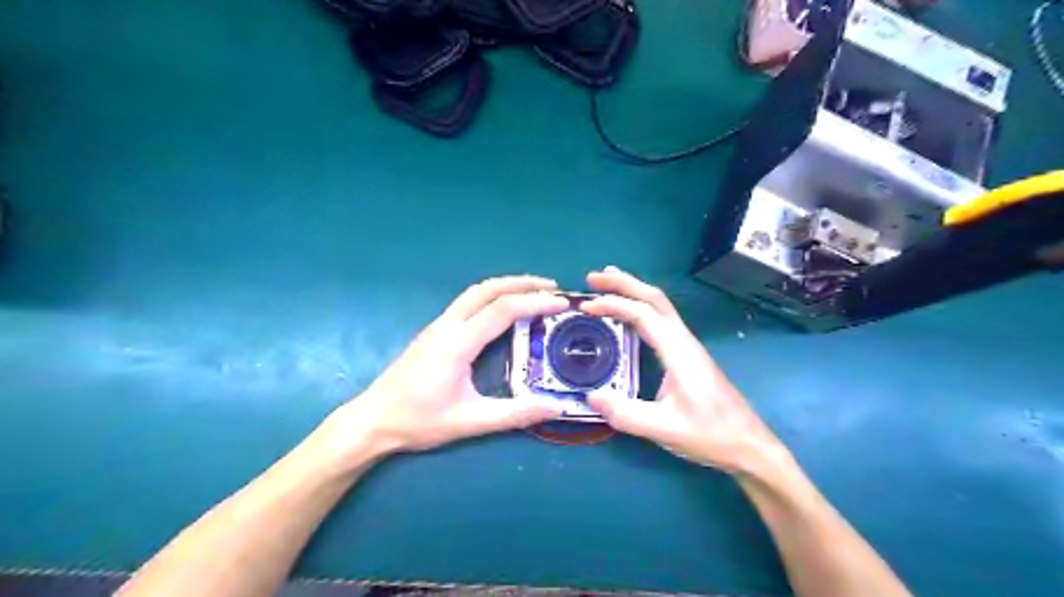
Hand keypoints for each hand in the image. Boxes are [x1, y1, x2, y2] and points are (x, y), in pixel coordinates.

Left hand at [324, 275, 574, 462]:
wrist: (372, 420)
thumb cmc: (419, 421)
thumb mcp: (470, 421)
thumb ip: (514, 414)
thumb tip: (555, 408)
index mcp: (458, 343)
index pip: (503, 310)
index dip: (535, 303)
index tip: (562, 303)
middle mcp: (447, 325)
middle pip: (488, 289)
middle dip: (522, 283)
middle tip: (552, 287)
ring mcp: (438, 325)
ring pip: (475, 292)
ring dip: (506, 286)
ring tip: (532, 291)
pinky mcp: (434, 331)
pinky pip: (467, 302)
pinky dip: (492, 296)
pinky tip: (502, 309)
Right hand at [581, 265, 787, 474]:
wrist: (749, 445)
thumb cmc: (710, 435)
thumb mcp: (664, 428)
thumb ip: (625, 414)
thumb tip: (590, 396)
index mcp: (678, 352)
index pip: (643, 314)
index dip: (614, 305)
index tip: (586, 306)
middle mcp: (684, 341)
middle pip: (655, 298)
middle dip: (624, 283)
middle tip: (593, 278)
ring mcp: (688, 346)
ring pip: (660, 306)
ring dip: (634, 291)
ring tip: (608, 285)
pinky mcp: (688, 355)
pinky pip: (662, 319)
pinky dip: (641, 307)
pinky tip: (630, 316)